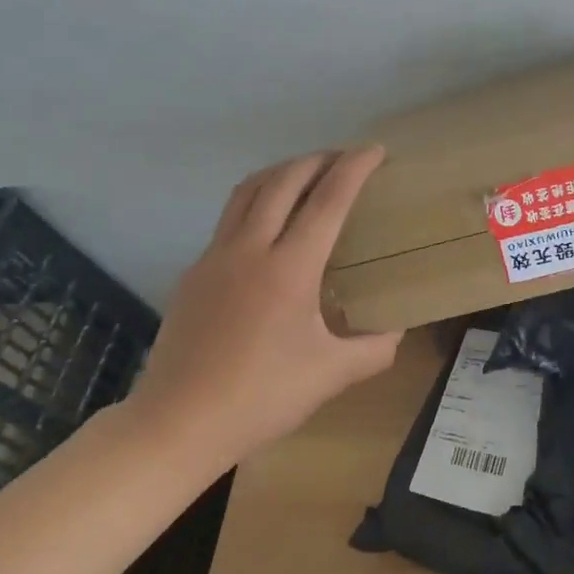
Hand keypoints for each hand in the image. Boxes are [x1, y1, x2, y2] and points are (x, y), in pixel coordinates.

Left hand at [128, 148, 402, 464]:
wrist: (177, 423)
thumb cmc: (261, 398)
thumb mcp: (331, 376)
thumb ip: (374, 349)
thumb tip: (397, 330)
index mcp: (289, 268)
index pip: (327, 200)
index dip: (354, 168)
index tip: (375, 150)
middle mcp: (249, 249)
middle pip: (283, 181)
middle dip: (317, 160)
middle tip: (344, 159)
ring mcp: (214, 257)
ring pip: (247, 192)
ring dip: (281, 173)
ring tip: (306, 176)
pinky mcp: (193, 273)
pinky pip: (229, 220)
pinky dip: (256, 204)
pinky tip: (268, 231)